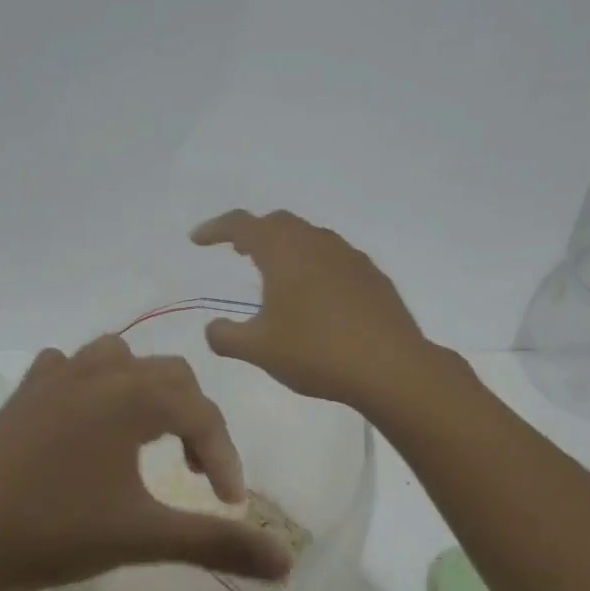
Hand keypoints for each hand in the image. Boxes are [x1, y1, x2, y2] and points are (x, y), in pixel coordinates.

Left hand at [0, 336, 291, 590]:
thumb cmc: (50, 528)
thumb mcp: (141, 538)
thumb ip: (215, 543)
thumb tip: (286, 563)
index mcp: (132, 395)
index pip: (202, 414)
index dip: (225, 458)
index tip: (230, 506)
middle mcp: (97, 373)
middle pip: (167, 376)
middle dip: (192, 420)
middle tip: (194, 472)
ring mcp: (52, 379)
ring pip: (116, 360)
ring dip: (143, 392)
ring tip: (146, 438)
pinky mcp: (19, 397)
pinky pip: (66, 370)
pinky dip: (89, 387)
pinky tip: (82, 421)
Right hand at [191, 209, 435, 409]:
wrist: (391, 367)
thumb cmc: (316, 352)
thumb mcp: (259, 350)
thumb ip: (226, 337)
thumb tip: (212, 329)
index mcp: (284, 252)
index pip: (242, 224)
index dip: (216, 228)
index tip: (198, 240)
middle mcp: (317, 243)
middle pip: (279, 223)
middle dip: (254, 232)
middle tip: (237, 250)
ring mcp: (350, 257)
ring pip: (310, 238)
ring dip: (286, 247)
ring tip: (275, 273)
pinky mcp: (372, 277)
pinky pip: (334, 259)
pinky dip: (314, 265)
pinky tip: (316, 295)